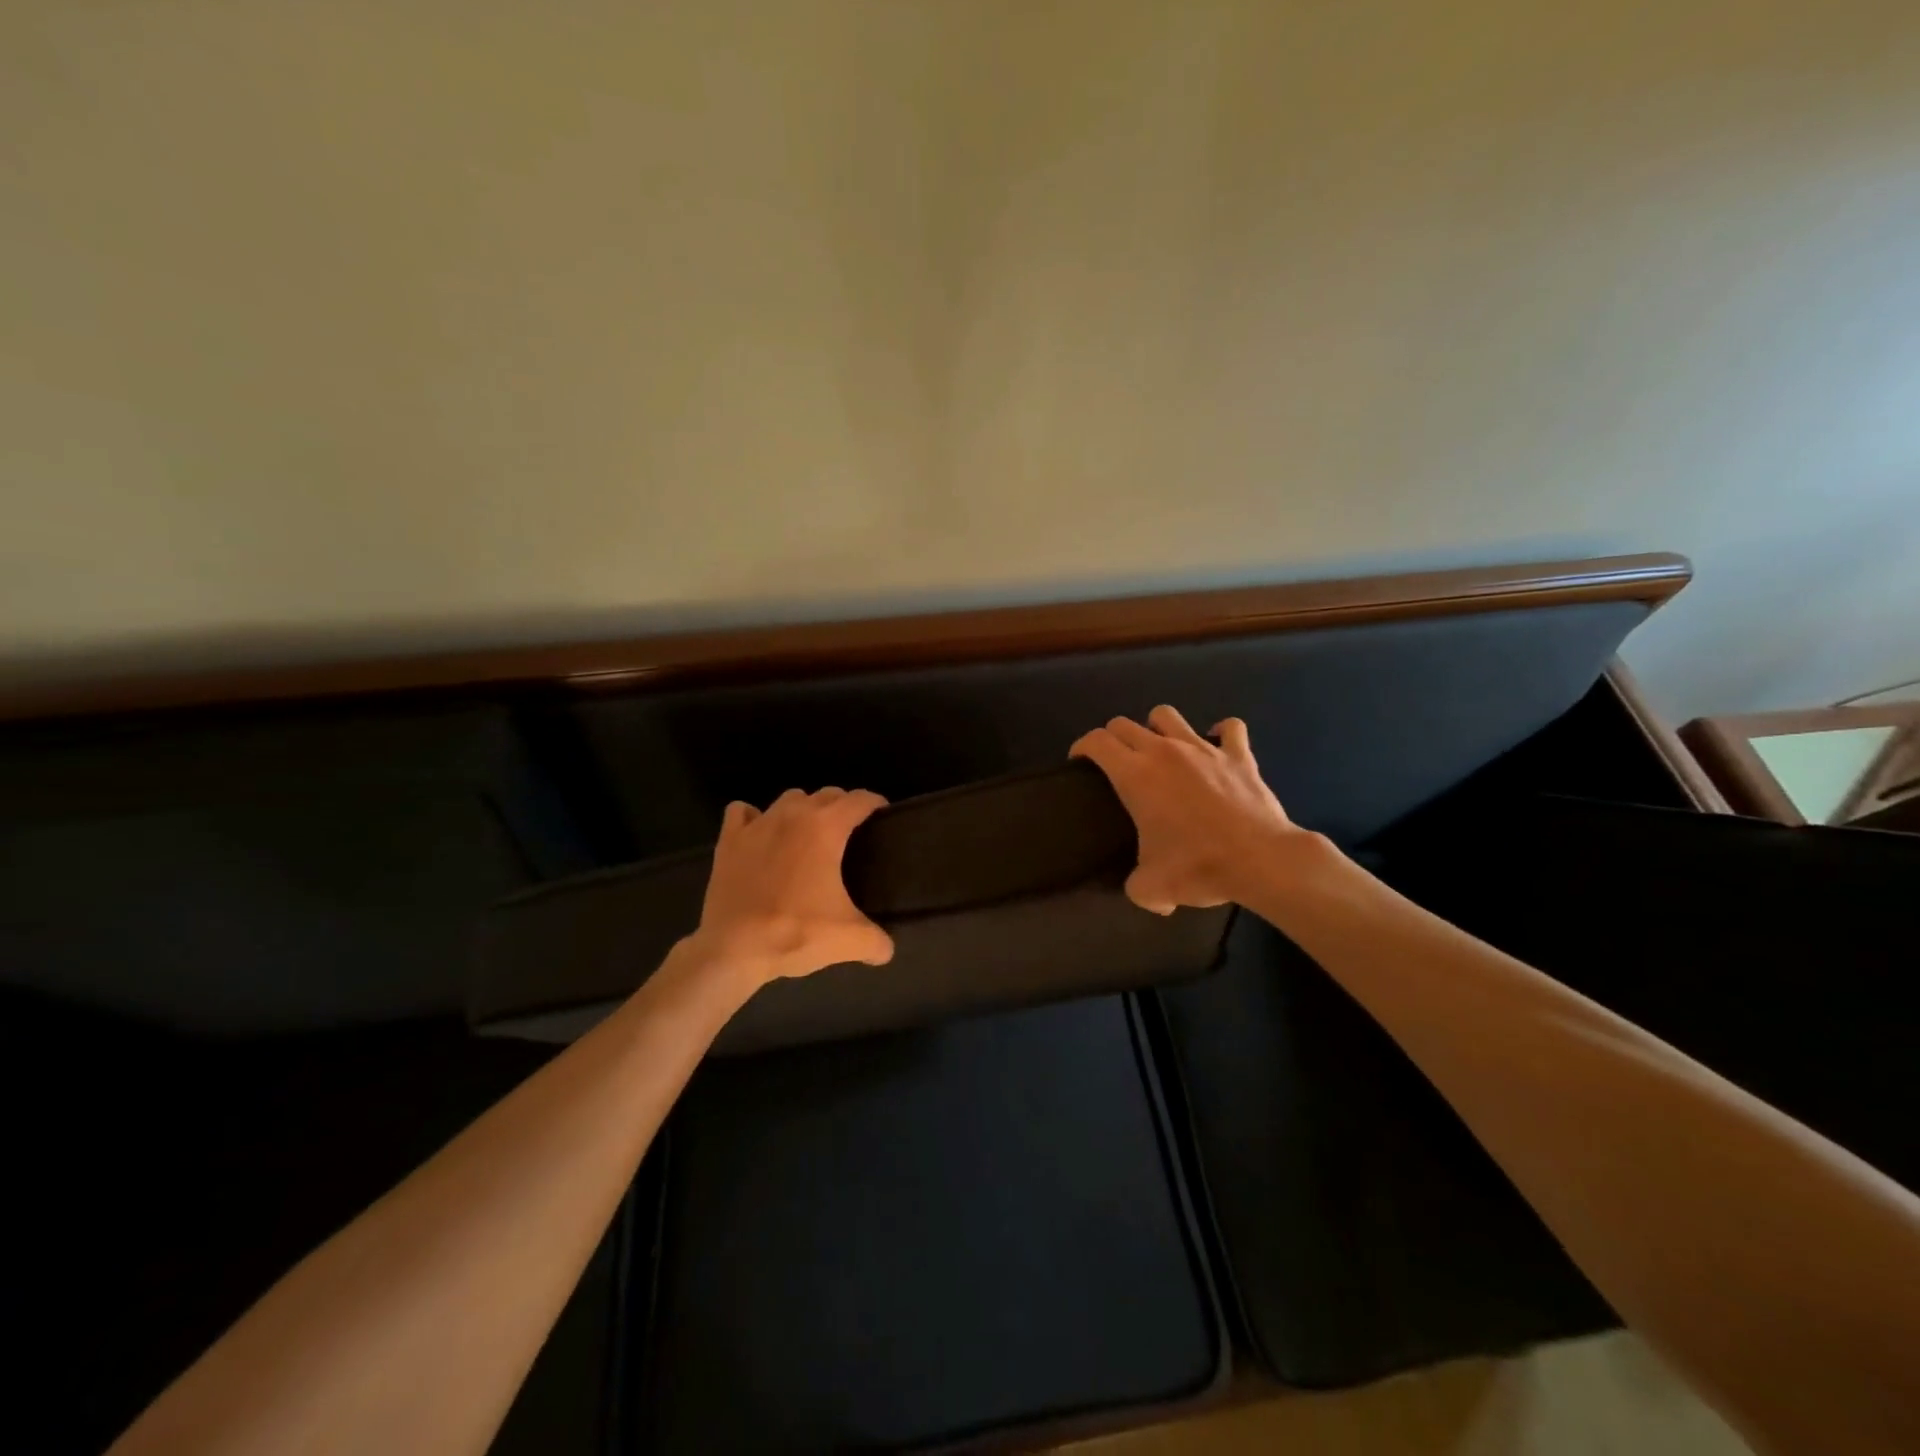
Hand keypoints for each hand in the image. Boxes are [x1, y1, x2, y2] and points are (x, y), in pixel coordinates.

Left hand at [691, 787, 894, 983]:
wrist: (734, 949)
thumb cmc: (796, 933)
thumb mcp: (849, 940)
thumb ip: (877, 941)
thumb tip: (887, 949)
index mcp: (826, 828)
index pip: (860, 800)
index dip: (876, 804)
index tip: (884, 816)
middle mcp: (793, 815)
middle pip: (827, 794)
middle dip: (842, 806)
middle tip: (850, 833)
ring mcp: (757, 824)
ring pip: (789, 798)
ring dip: (803, 809)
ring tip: (808, 834)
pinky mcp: (728, 840)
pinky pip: (742, 811)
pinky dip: (753, 817)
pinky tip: (761, 835)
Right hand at [1071, 704, 1310, 914]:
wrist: (1260, 859)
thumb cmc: (1198, 866)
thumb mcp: (1153, 888)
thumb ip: (1136, 887)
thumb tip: (1142, 891)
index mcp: (1135, 775)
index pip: (1096, 742)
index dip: (1082, 747)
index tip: (1080, 763)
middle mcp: (1164, 751)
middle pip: (1124, 724)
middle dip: (1113, 738)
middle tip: (1116, 763)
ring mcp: (1203, 748)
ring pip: (1167, 715)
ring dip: (1157, 727)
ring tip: (1160, 749)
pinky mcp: (1238, 754)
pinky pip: (1229, 728)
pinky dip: (1220, 734)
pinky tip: (1216, 746)